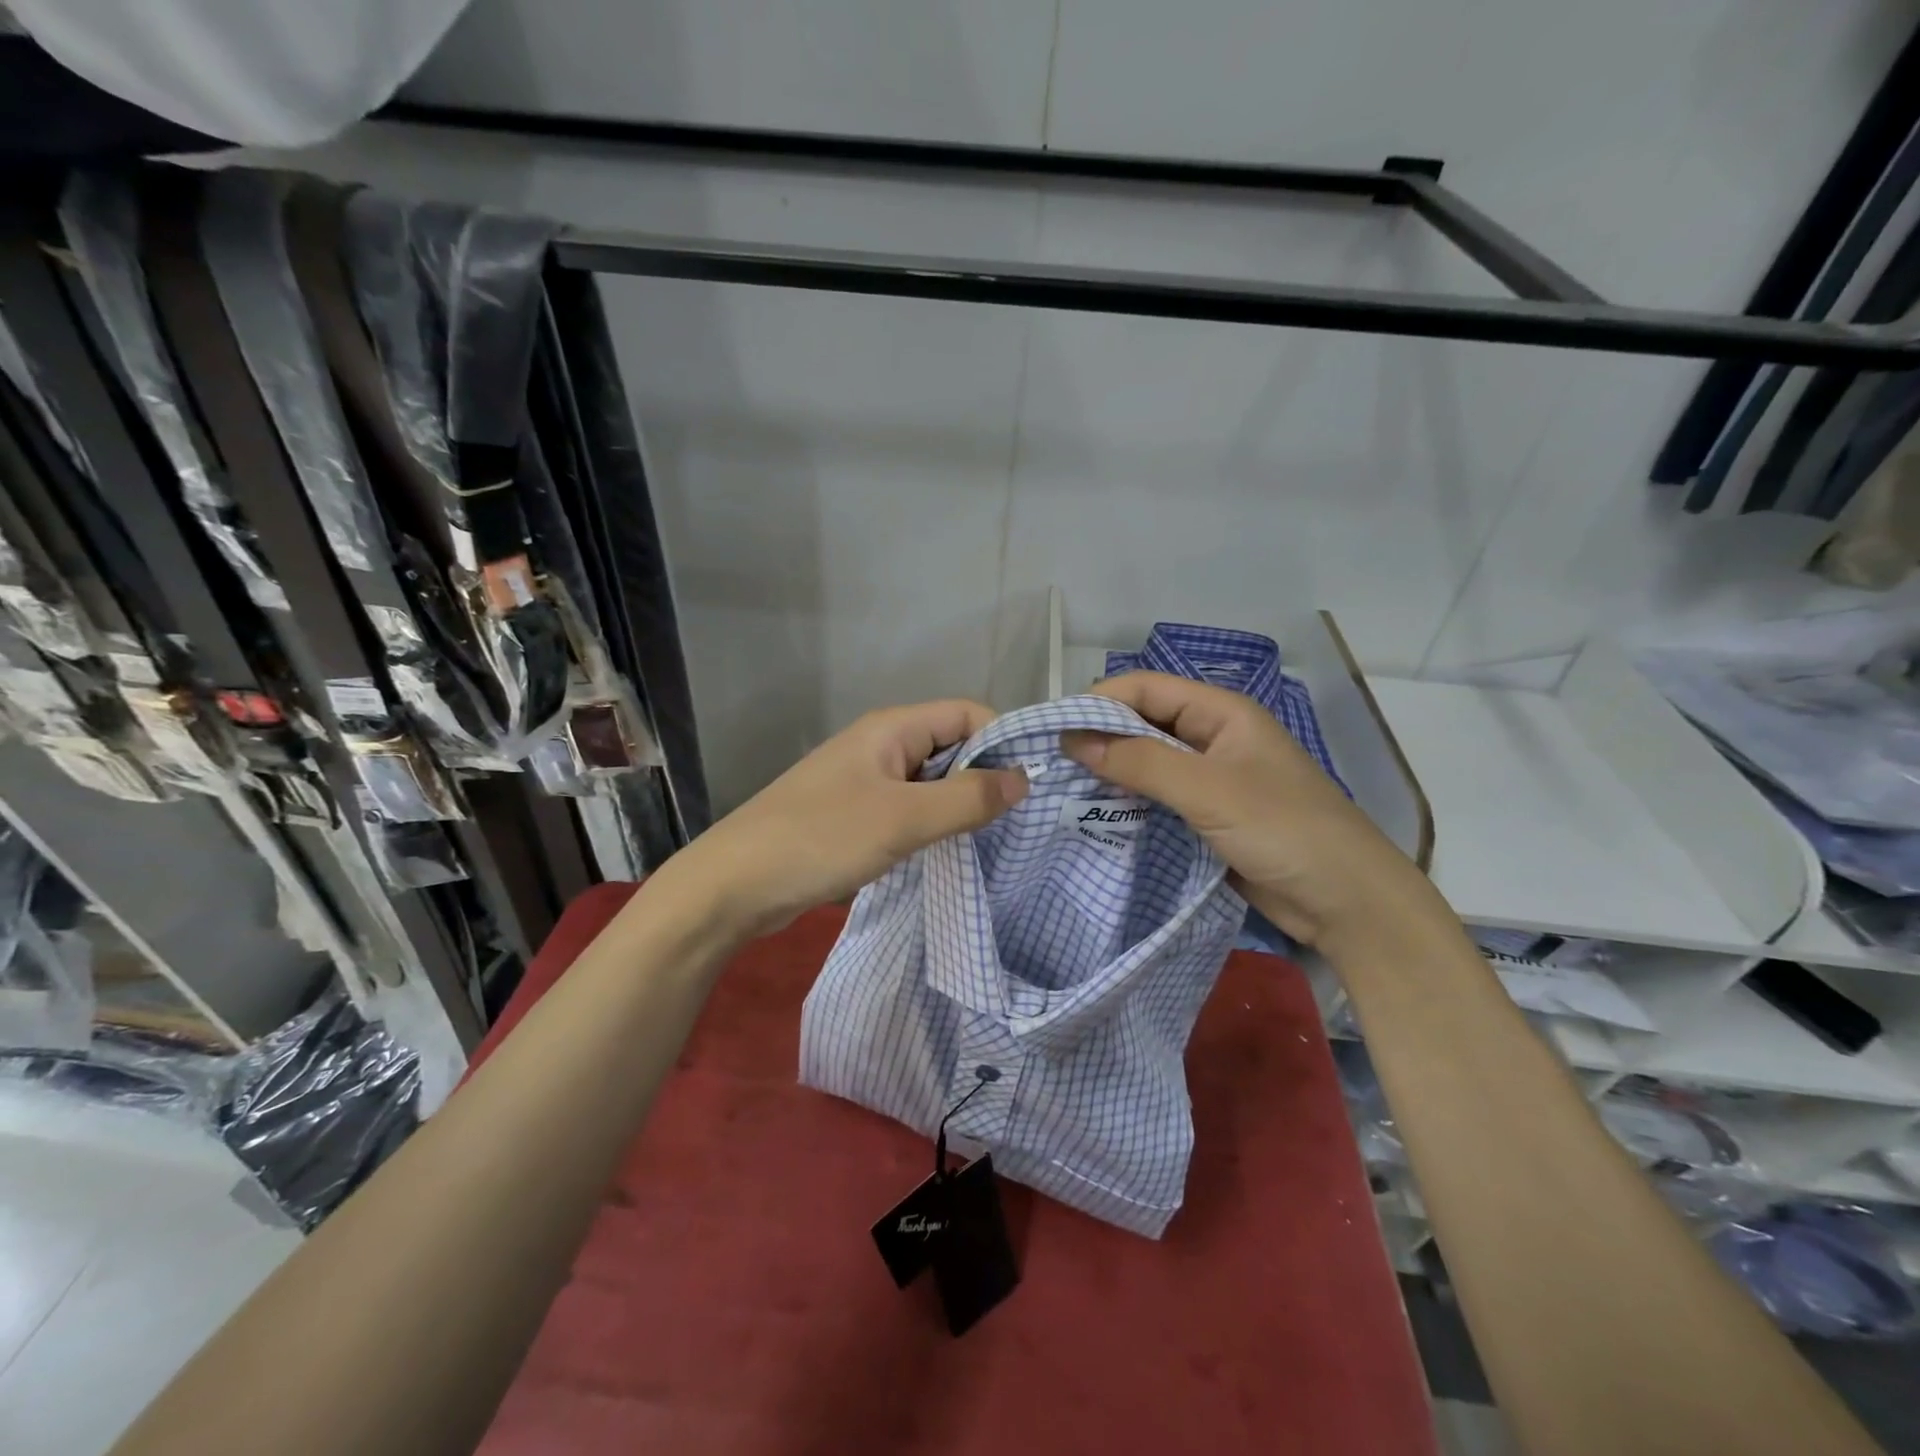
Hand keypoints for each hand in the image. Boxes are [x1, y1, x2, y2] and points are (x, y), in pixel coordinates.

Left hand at [667, 700, 1027, 935]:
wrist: (733, 885)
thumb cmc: (820, 839)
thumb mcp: (903, 819)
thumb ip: (967, 798)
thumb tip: (1024, 779)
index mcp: (891, 728)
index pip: (967, 714)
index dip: (1002, 741)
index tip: (1029, 787)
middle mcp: (881, 745)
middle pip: (951, 746)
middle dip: (985, 776)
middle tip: (1019, 821)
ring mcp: (865, 781)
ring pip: (930, 781)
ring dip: (959, 805)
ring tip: (992, 841)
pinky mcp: (854, 815)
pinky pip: (908, 808)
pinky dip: (932, 824)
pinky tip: (947, 852)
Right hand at [1062, 672, 1449, 954]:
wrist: (1347, 902)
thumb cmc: (1283, 830)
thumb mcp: (1208, 790)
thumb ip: (1140, 762)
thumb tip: (1072, 740)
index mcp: (1220, 712)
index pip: (1145, 688)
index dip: (1098, 703)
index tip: (1053, 733)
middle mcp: (1212, 737)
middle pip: (1142, 722)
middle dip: (1099, 738)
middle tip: (1051, 766)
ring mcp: (1210, 778)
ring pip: (1146, 762)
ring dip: (1110, 773)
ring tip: (1063, 791)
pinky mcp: (1207, 815)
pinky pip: (1157, 798)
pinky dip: (1128, 803)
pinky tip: (1097, 816)